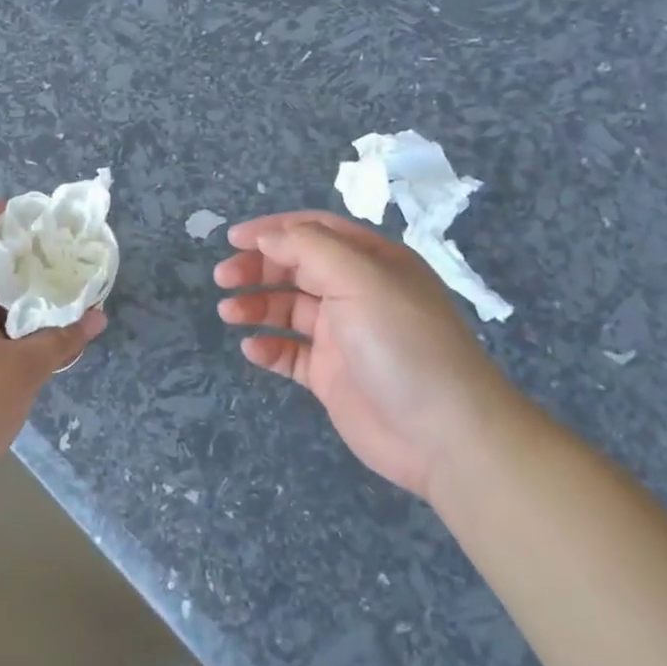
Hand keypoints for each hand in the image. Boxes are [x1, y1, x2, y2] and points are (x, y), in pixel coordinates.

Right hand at [215, 212, 522, 500]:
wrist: (443, 434)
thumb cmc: (402, 344)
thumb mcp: (360, 279)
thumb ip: (309, 248)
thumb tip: (267, 237)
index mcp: (371, 262)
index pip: (314, 232)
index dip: (273, 230)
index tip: (232, 239)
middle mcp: (356, 293)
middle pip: (296, 268)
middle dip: (257, 267)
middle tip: (223, 278)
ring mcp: (343, 337)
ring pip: (288, 310)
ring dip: (256, 305)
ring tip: (229, 313)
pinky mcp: (332, 376)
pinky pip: (290, 353)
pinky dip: (268, 348)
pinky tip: (252, 350)